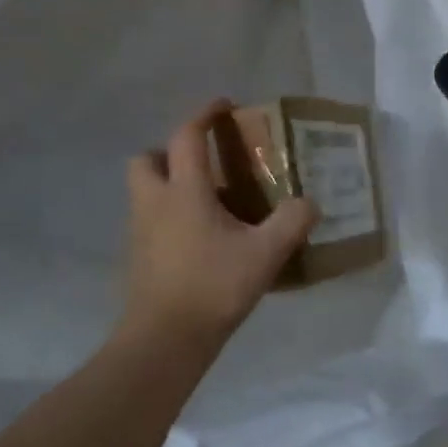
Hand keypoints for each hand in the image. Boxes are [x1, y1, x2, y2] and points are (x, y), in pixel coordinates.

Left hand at [124, 100, 318, 350]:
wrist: (164, 341)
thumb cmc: (213, 287)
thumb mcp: (265, 254)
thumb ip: (291, 222)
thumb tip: (309, 203)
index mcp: (183, 191)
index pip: (187, 136)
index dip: (204, 115)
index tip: (223, 105)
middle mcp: (155, 203)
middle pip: (146, 159)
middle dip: (168, 151)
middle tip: (201, 163)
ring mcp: (140, 231)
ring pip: (144, 191)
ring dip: (168, 184)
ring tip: (205, 201)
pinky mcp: (138, 258)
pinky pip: (149, 220)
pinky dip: (168, 216)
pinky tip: (198, 238)